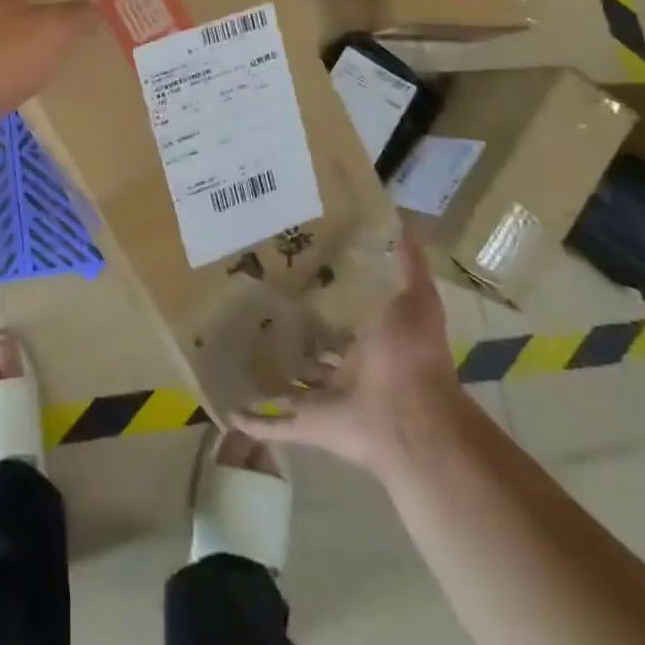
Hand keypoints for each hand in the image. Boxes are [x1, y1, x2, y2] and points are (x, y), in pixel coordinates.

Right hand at [232, 230, 465, 477]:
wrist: (412, 421)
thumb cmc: (413, 356)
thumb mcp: (416, 298)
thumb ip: (409, 263)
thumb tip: (403, 220)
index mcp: (371, 345)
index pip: (344, 321)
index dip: (324, 302)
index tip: (294, 276)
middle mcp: (348, 373)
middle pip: (316, 355)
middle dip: (294, 340)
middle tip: (257, 312)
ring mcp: (326, 402)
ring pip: (293, 391)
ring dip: (271, 381)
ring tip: (236, 359)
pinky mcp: (308, 425)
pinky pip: (275, 424)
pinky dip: (253, 421)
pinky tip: (228, 409)